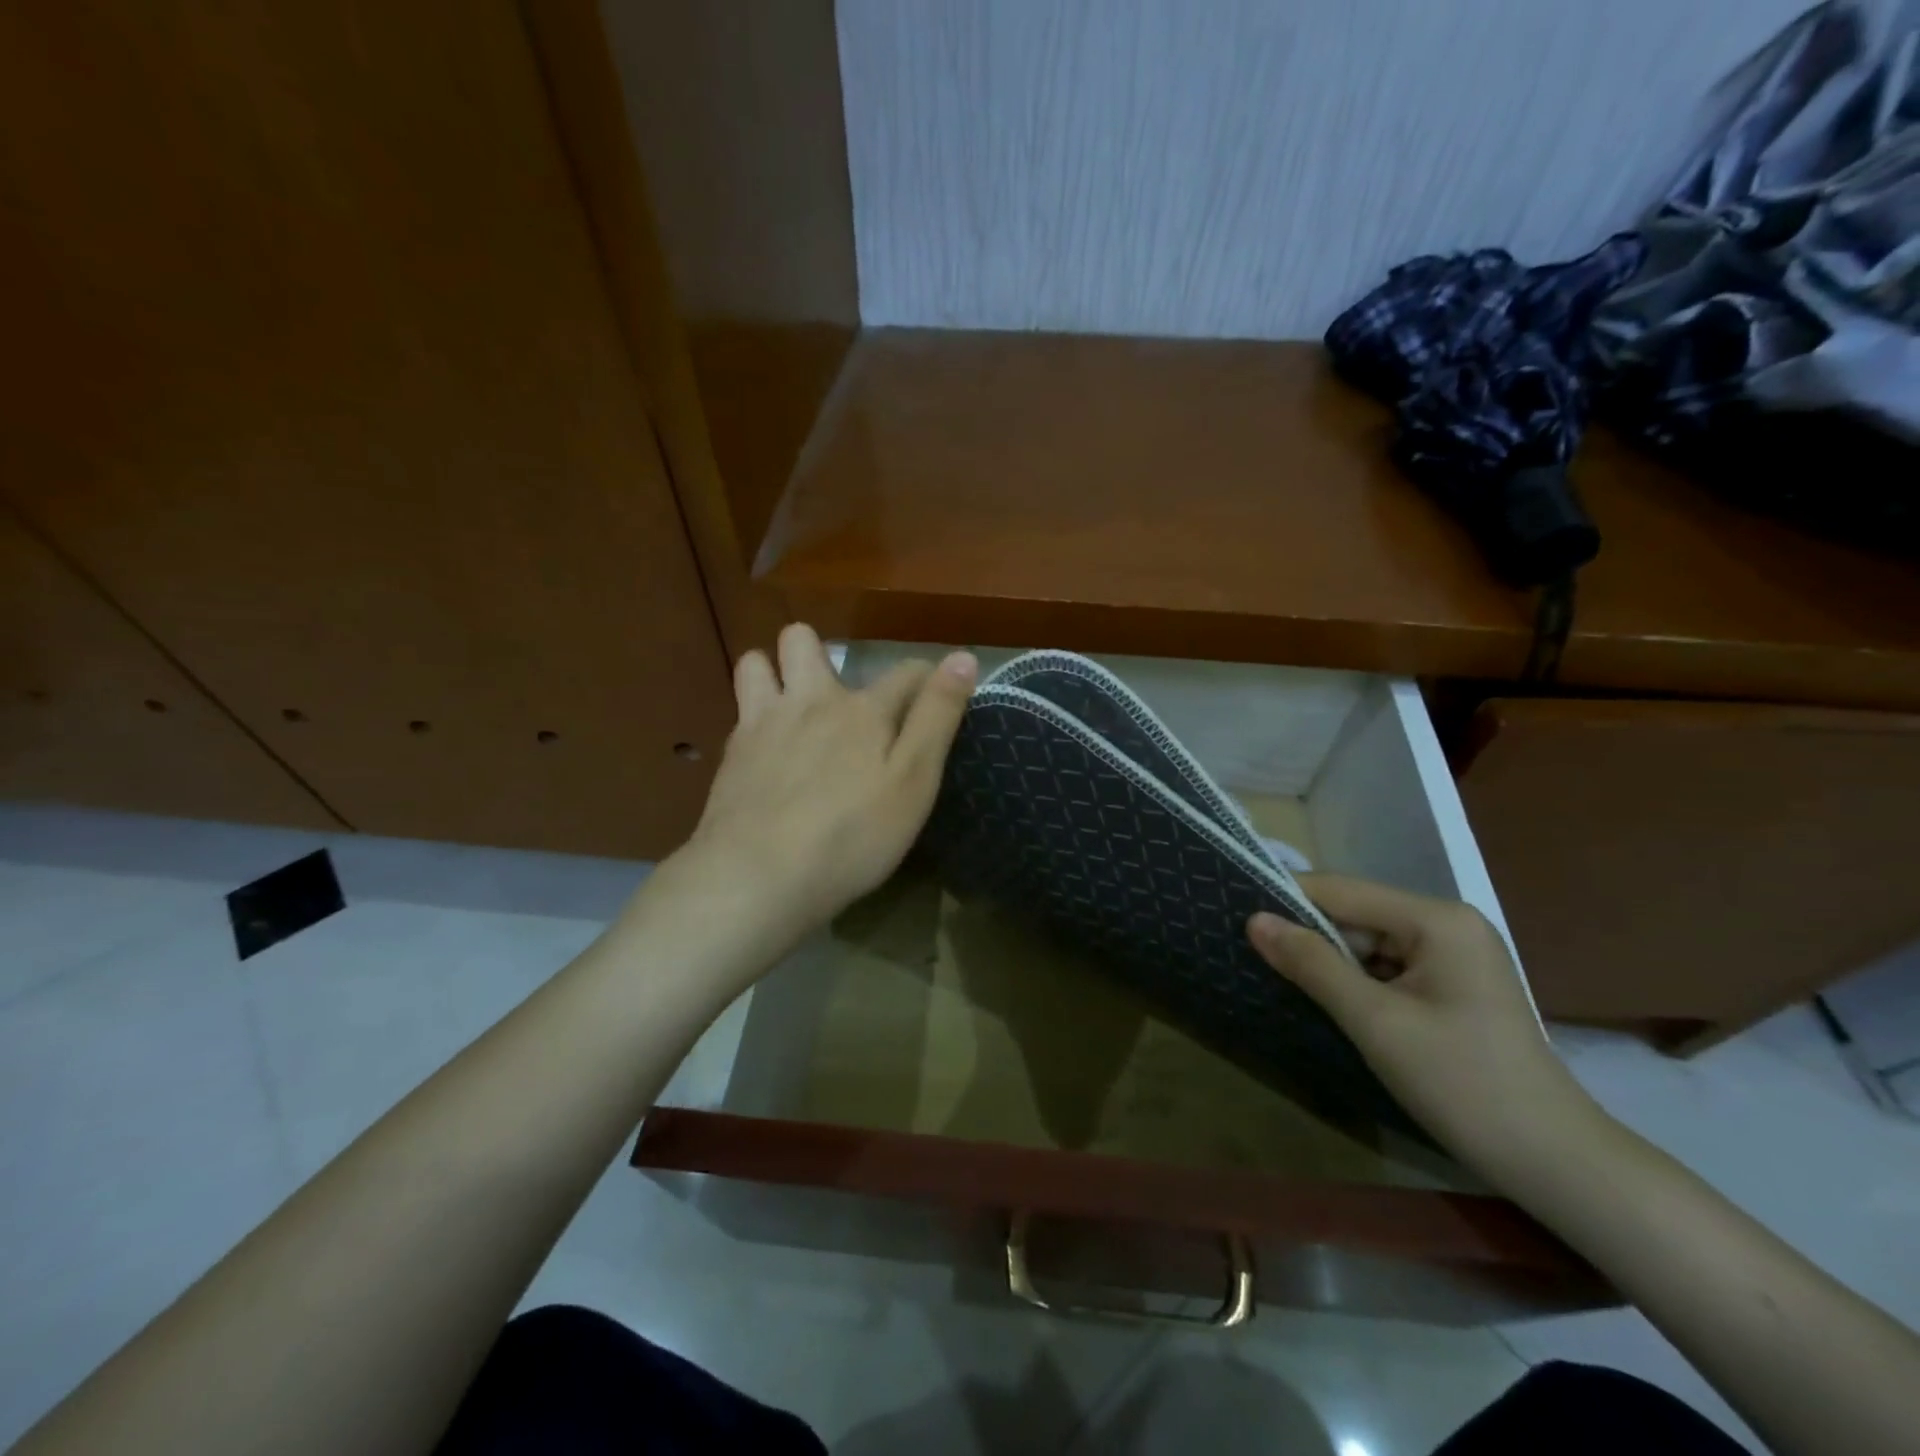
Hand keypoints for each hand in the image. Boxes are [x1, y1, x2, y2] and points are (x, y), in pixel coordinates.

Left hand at [674, 624, 976, 955]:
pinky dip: (755, 718)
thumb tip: (962, 656)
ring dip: (773, 672)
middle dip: (821, 653)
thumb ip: (937, 717)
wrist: (758, 875)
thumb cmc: (853, 835)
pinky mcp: (732, 755)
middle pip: (804, 641)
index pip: (905, 672)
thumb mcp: (915, 781)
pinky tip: (767, 752)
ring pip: (756, 664)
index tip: (937, 692)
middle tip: (838, 697)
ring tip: (791, 708)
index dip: (927, 676)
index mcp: (863, 710)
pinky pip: (740, 713)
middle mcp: (810, 701)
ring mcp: (763, 724)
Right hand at [1248, 876, 1602, 1178]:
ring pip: (1368, 943)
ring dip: (1330, 962)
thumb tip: (1254, 920)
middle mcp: (1447, 923)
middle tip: (1253, 955)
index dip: (1287, 900)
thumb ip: (1312, 964)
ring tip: (1281, 976)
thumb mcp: (1375, 1021)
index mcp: (1436, 918)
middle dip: (1309, 937)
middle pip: (1355, 915)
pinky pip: (1387, 967)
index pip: (1341, 891)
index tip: (1235, 913)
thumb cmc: (1463, 1084)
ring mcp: (1454, 955)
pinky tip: (1330, 1000)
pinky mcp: (1453, 985)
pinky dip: (1356, 982)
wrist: (1556, 1164)